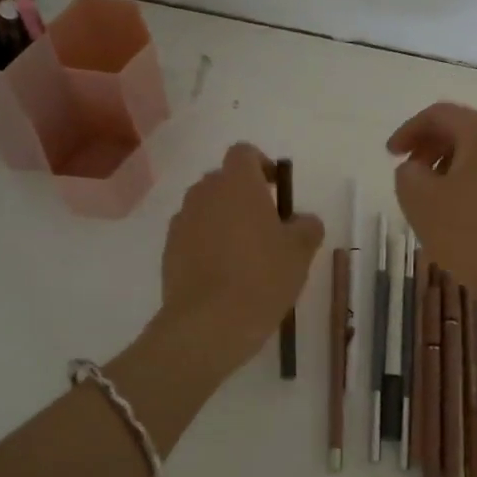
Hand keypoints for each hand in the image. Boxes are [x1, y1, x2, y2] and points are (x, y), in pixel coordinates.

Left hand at [160, 143, 323, 363]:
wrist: (209, 324)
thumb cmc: (262, 277)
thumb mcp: (300, 252)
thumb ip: (307, 226)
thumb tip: (302, 220)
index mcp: (238, 183)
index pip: (244, 153)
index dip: (262, 165)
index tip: (276, 190)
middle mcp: (204, 193)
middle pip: (223, 180)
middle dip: (243, 195)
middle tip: (266, 225)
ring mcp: (182, 221)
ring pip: (206, 208)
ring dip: (223, 219)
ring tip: (244, 253)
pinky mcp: (169, 250)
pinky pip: (192, 234)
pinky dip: (206, 243)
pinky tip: (223, 274)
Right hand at [387, 103, 476, 326]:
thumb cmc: (470, 235)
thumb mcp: (420, 201)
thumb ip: (407, 173)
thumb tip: (417, 168)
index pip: (439, 114)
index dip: (408, 130)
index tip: (390, 155)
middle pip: (463, 130)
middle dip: (430, 147)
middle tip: (408, 173)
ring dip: (449, 166)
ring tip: (430, 196)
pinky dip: (470, 182)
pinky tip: (458, 212)